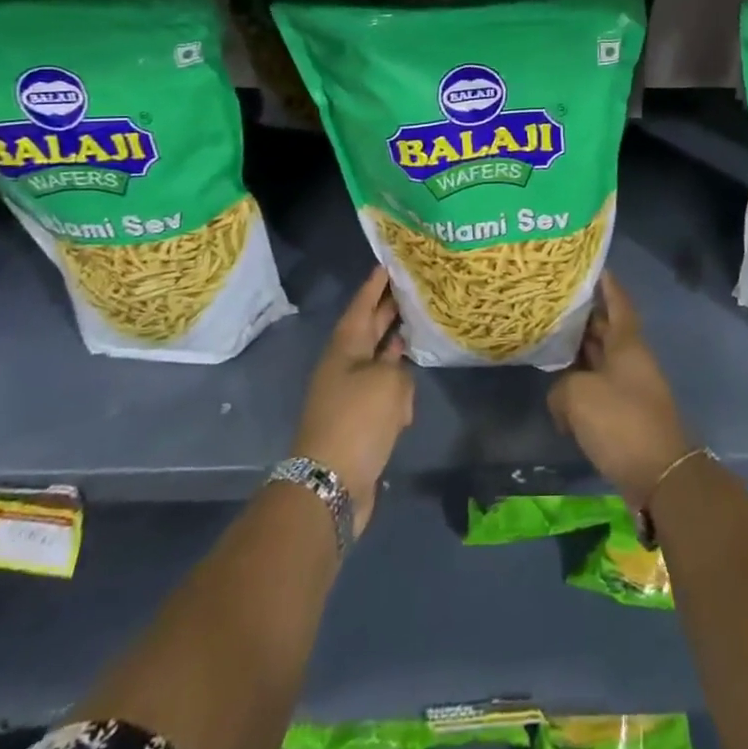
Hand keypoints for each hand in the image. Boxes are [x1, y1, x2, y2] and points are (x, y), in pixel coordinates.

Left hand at [292, 266, 414, 536]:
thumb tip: (397, 376)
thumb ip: (399, 368)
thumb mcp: (388, 383)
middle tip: (411, 287)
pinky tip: (413, 378)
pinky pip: (383, 391)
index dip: (374, 286)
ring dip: (395, 345)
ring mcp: (351, 394)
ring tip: (417, 326)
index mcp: (345, 349)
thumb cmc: (357, 420)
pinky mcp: (360, 421)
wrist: (330, 484)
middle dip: (387, 310)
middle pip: (369, 330)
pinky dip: (397, 383)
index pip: (361, 307)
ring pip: (377, 360)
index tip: (388, 264)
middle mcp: (345, 366)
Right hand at [548, 273, 693, 510]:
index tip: (593, 267)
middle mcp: (631, 360)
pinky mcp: (626, 417)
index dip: (607, 285)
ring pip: (602, 360)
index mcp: (628, 344)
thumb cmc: (621, 422)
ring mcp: (631, 389)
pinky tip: (559, 393)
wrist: (659, 476)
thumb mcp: (579, 396)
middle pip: (607, 330)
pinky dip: (581, 386)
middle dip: (585, 317)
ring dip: (580, 353)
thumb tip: (561, 397)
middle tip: (555, 304)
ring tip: (550, 343)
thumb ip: (562, 387)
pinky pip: (600, 389)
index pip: (619, 303)